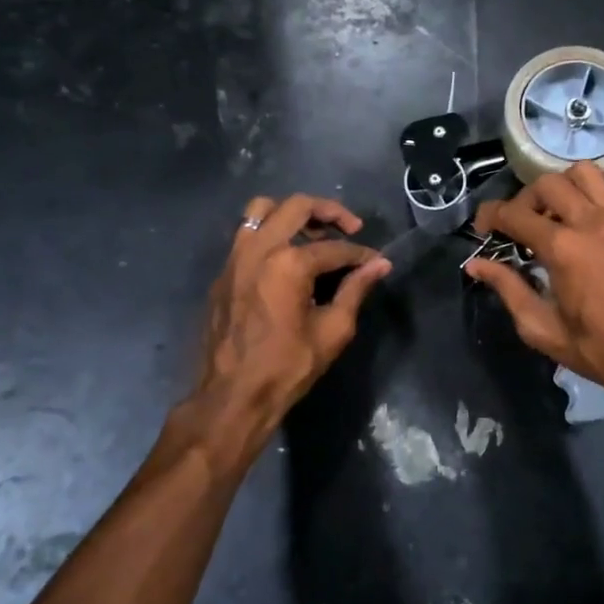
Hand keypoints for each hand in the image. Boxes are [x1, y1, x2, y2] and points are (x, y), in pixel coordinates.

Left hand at [181, 194, 390, 461]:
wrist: (232, 397)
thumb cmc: (288, 367)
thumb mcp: (333, 330)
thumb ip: (356, 290)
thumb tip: (380, 265)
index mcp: (289, 263)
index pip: (335, 247)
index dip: (361, 255)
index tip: (376, 264)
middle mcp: (259, 249)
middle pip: (297, 207)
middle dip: (330, 212)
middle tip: (350, 228)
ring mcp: (235, 258)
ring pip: (262, 209)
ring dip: (292, 214)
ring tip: (313, 234)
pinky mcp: (223, 272)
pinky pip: (246, 234)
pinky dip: (270, 232)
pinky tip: (287, 259)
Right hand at [464, 164, 603, 415]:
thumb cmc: (598, 350)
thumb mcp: (542, 328)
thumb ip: (508, 288)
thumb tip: (476, 265)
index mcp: (564, 248)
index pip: (515, 213)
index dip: (490, 216)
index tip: (481, 230)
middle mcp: (591, 222)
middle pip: (547, 183)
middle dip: (522, 200)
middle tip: (516, 229)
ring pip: (582, 174)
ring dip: (558, 187)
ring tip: (550, 218)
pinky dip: (583, 195)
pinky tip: (576, 228)